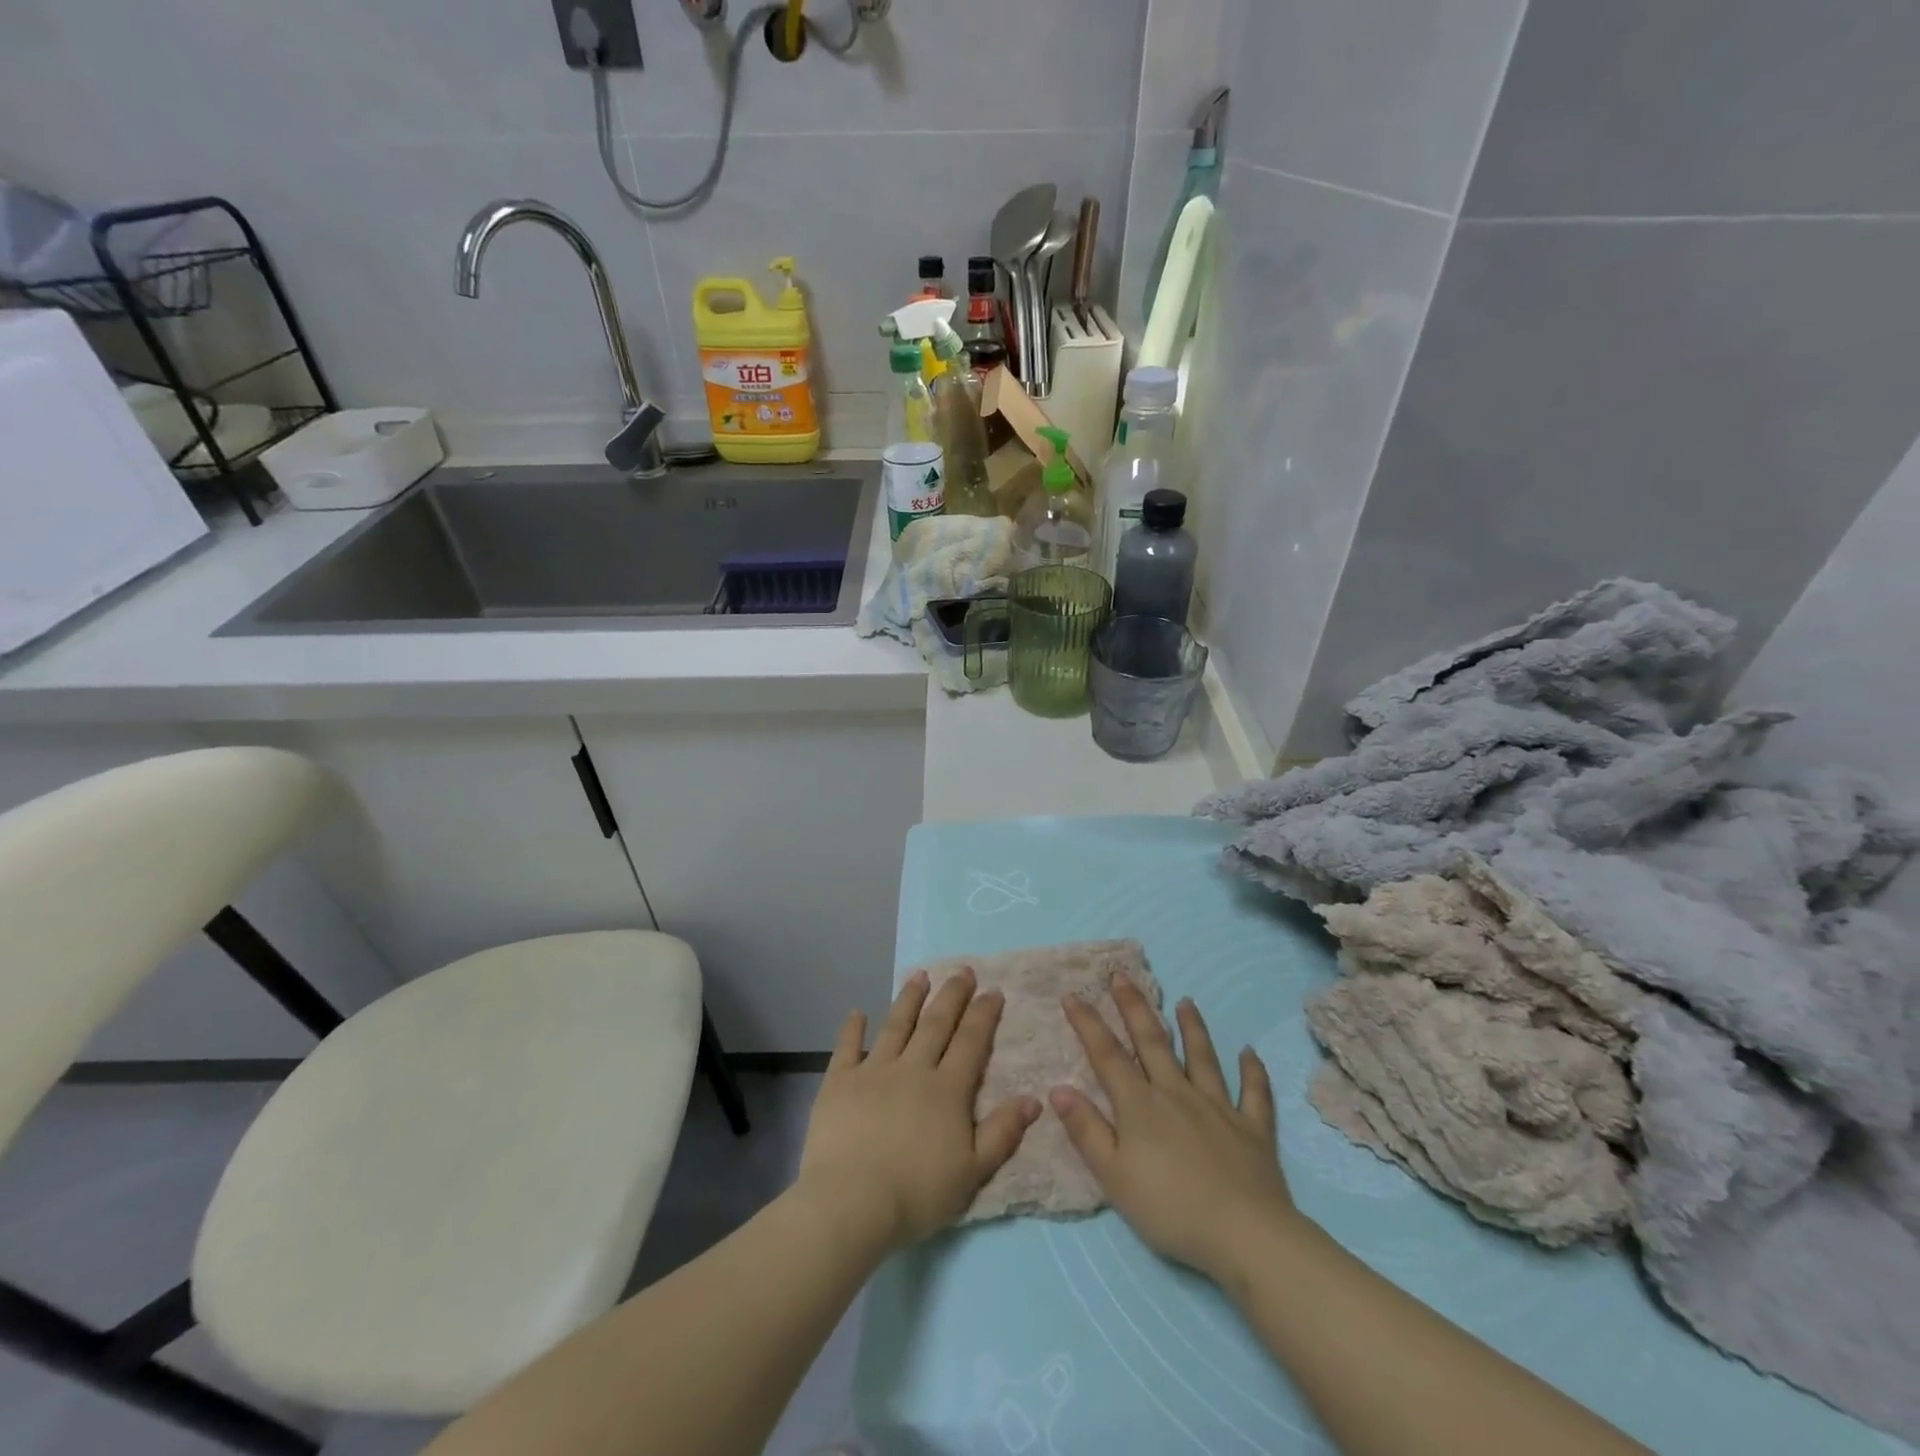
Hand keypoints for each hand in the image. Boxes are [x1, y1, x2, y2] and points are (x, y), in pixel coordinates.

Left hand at [798, 968, 1040, 1253]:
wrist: (852, 1202)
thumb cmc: (917, 1194)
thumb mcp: (973, 1172)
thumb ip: (1003, 1133)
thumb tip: (1034, 1098)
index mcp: (947, 1090)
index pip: (970, 1042)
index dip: (983, 1015)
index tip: (993, 990)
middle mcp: (913, 1069)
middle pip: (936, 1024)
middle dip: (952, 995)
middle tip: (963, 971)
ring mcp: (873, 1071)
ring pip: (895, 1025)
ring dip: (909, 998)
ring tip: (919, 975)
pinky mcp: (839, 1082)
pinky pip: (847, 1048)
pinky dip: (852, 1029)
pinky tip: (857, 1013)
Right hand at [1051, 976, 1295, 1282]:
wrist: (1245, 1235)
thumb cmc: (1170, 1209)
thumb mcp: (1114, 1177)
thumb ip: (1086, 1130)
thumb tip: (1058, 1088)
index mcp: (1141, 1105)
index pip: (1108, 1055)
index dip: (1088, 1024)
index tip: (1073, 995)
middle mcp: (1177, 1093)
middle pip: (1153, 1041)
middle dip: (1134, 1006)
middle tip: (1122, 976)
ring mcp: (1219, 1107)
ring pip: (1203, 1057)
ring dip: (1193, 1027)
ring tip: (1186, 1001)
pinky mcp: (1253, 1128)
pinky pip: (1254, 1093)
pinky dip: (1253, 1071)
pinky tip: (1250, 1053)